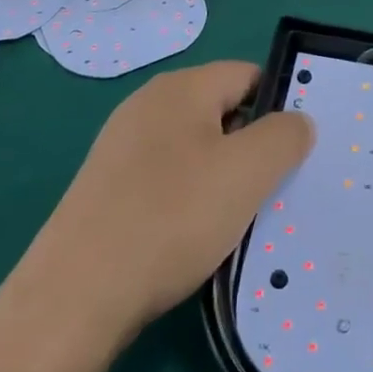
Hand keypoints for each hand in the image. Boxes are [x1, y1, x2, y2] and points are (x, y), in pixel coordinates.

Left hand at [18, 62, 313, 339]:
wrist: (75, 296)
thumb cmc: (171, 218)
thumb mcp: (247, 172)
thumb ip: (284, 136)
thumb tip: (297, 121)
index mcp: (182, 87)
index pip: (249, 75)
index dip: (280, 106)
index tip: (297, 151)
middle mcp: (148, 104)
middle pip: (222, 111)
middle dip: (252, 146)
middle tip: (274, 189)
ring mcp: (122, 146)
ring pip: (195, 148)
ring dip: (222, 177)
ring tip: (238, 219)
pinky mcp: (107, 186)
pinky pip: (166, 178)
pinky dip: (188, 199)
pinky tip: (194, 238)